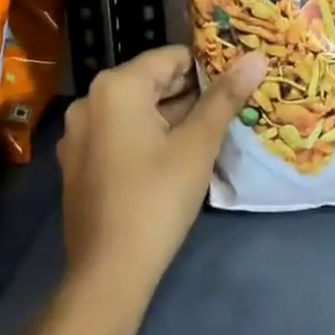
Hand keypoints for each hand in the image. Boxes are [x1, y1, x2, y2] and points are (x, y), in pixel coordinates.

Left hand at [59, 45, 266, 290]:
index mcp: (116, 85)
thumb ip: (224, 97)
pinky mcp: (78, 163)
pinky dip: (146, 138)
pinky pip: (119, 133)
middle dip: (189, 94)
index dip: (206, 68)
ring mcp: (79, 133)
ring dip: (170, 118)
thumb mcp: (197, 145)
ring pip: (136, 110)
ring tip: (207, 135)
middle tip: (226, 111)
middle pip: (151, 82)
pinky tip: (173, 160)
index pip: (171, 57)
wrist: (107, 276)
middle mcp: (90, 100)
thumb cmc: (156, 199)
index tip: (234, 85)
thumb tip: (255, 58)